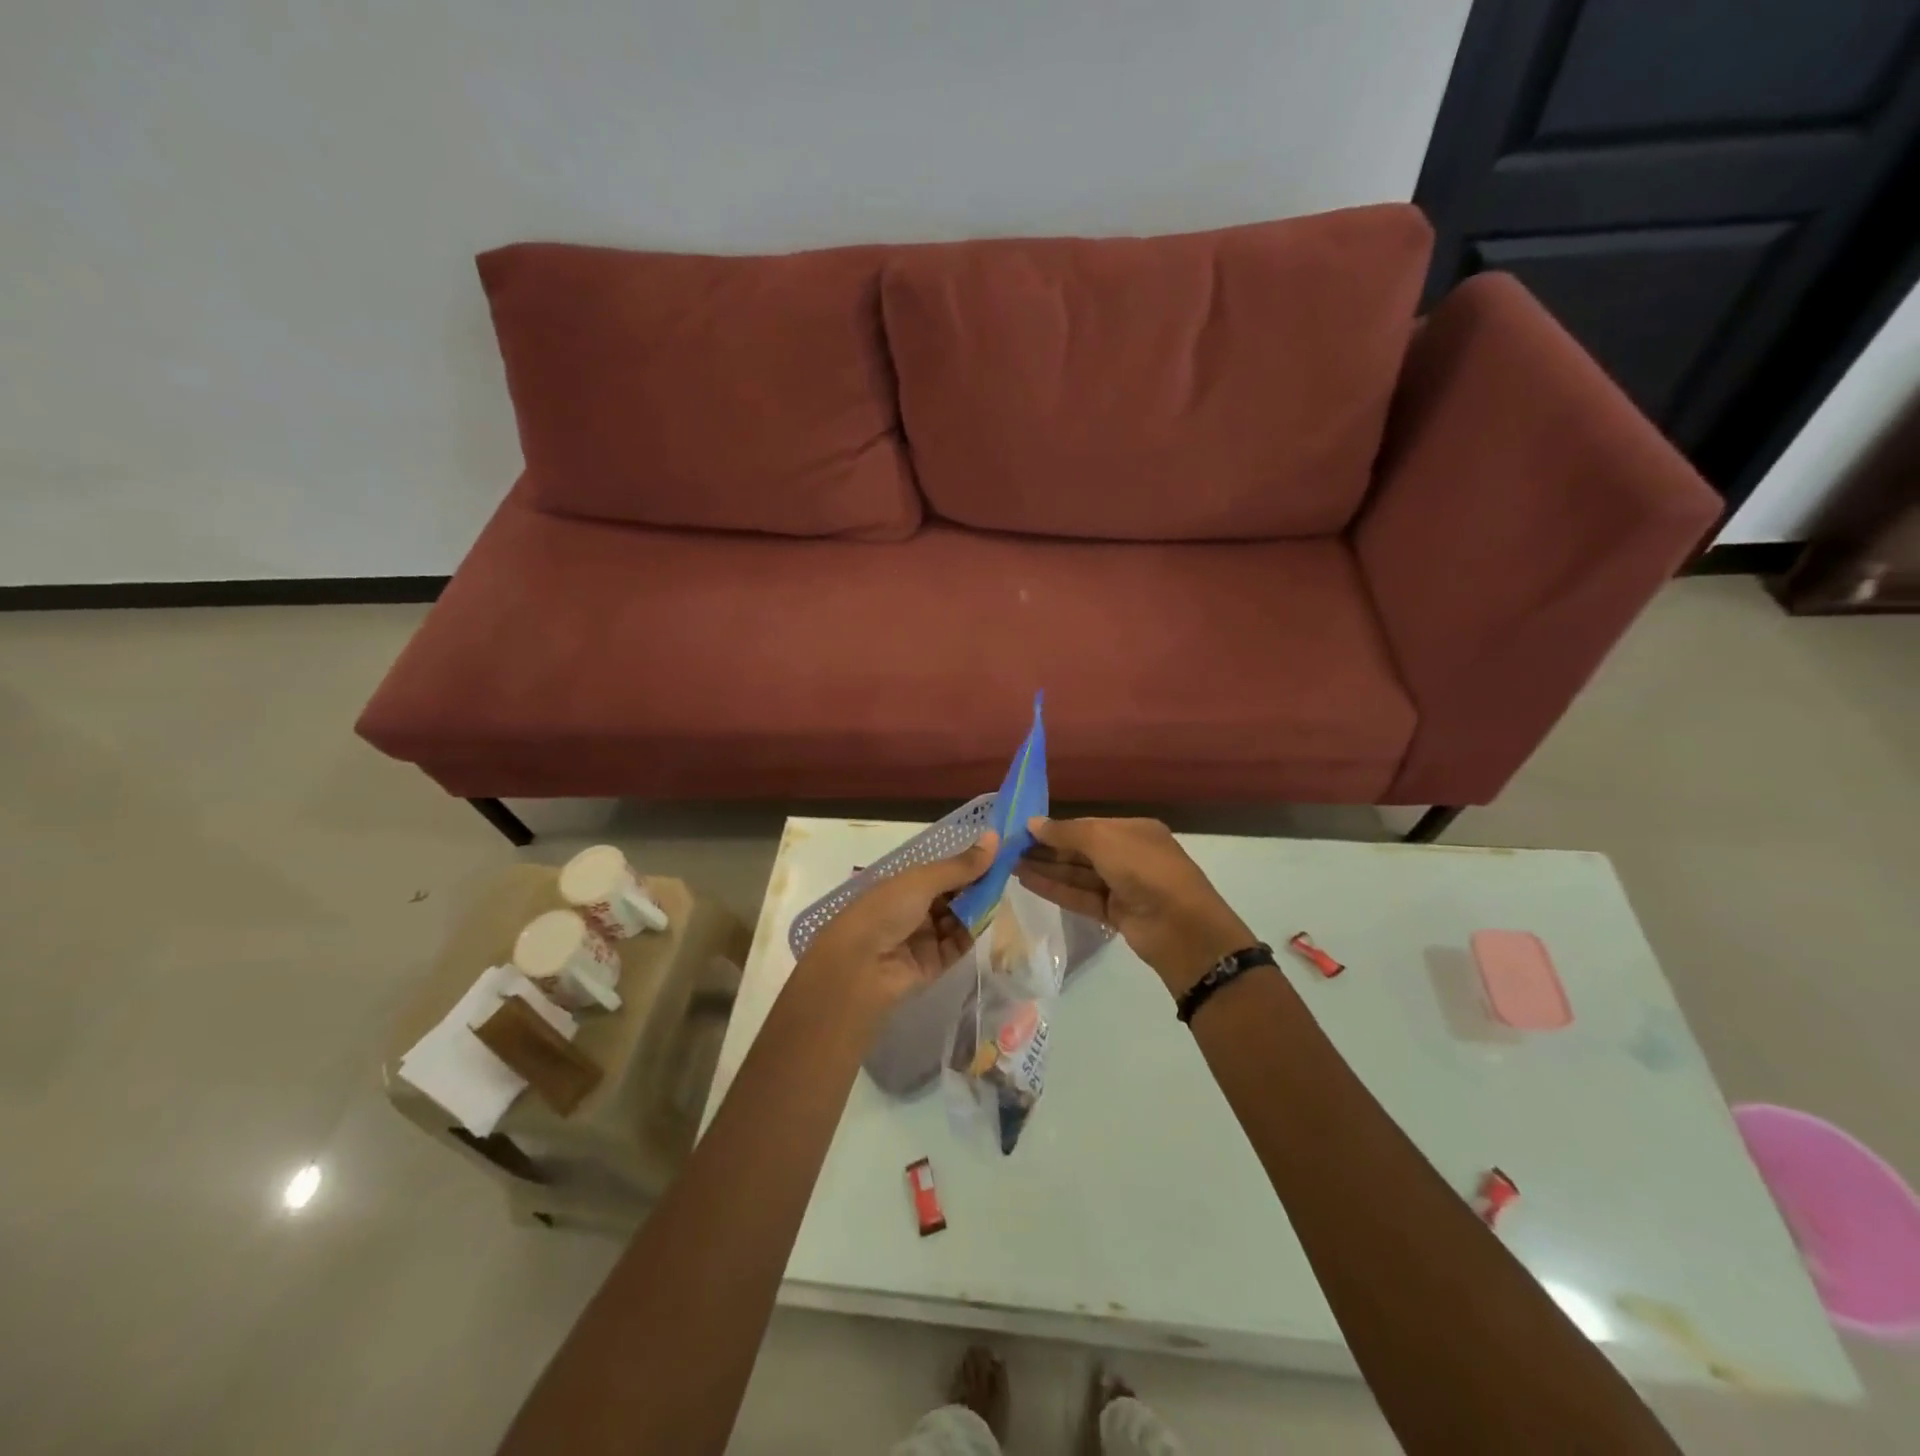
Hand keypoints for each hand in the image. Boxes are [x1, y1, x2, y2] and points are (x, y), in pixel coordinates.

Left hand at [794, 833, 999, 1016]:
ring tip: (999, 894)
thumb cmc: (885, 910)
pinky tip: (987, 919)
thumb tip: (994, 837)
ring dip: (976, 908)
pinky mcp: (933, 964)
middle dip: (976, 886)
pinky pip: (958, 944)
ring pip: (958, 919)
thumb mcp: (923, 880)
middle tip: (1006, 873)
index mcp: (904, 884)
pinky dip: (971, 932)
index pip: (942, 871)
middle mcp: (914, 909)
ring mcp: (923, 937)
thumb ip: (961, 865)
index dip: (967, 863)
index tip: (997, 852)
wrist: (860, 967)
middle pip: (953, 895)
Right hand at [1013, 817, 1254, 996]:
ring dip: (1046, 869)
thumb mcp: (1103, 840)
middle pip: (1081, 850)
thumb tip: (1031, 823)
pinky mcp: (1115, 913)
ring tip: (1009, 865)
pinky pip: (1080, 896)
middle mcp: (1129, 855)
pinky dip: (1056, 888)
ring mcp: (1122, 886)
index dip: (1056, 828)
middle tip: (1009, 849)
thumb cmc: (1143, 869)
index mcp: (1134, 831)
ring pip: (1078, 874)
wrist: (1180, 927)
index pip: (1087, 826)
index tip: (1022, 830)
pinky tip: (1027, 881)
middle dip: (1047, 849)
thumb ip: (1065, 832)